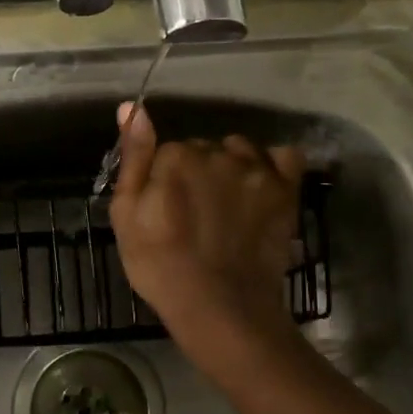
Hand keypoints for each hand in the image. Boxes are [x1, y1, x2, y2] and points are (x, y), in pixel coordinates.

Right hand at [108, 102, 304, 338]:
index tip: (165, 210)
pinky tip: (261, 187)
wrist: (220, 307)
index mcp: (176, 155)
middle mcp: (218, 151)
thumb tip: (133, 106)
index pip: (168, 151)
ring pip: (239, 149)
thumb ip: (133, 157)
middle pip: (204, 149)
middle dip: (197, 172)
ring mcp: (257, 169)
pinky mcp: (286, 189)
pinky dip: (273, 166)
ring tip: (227, 205)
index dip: (164, 180)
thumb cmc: (160, 265)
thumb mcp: (126, 215)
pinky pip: (285, 156)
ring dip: (232, 166)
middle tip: (194, 214)